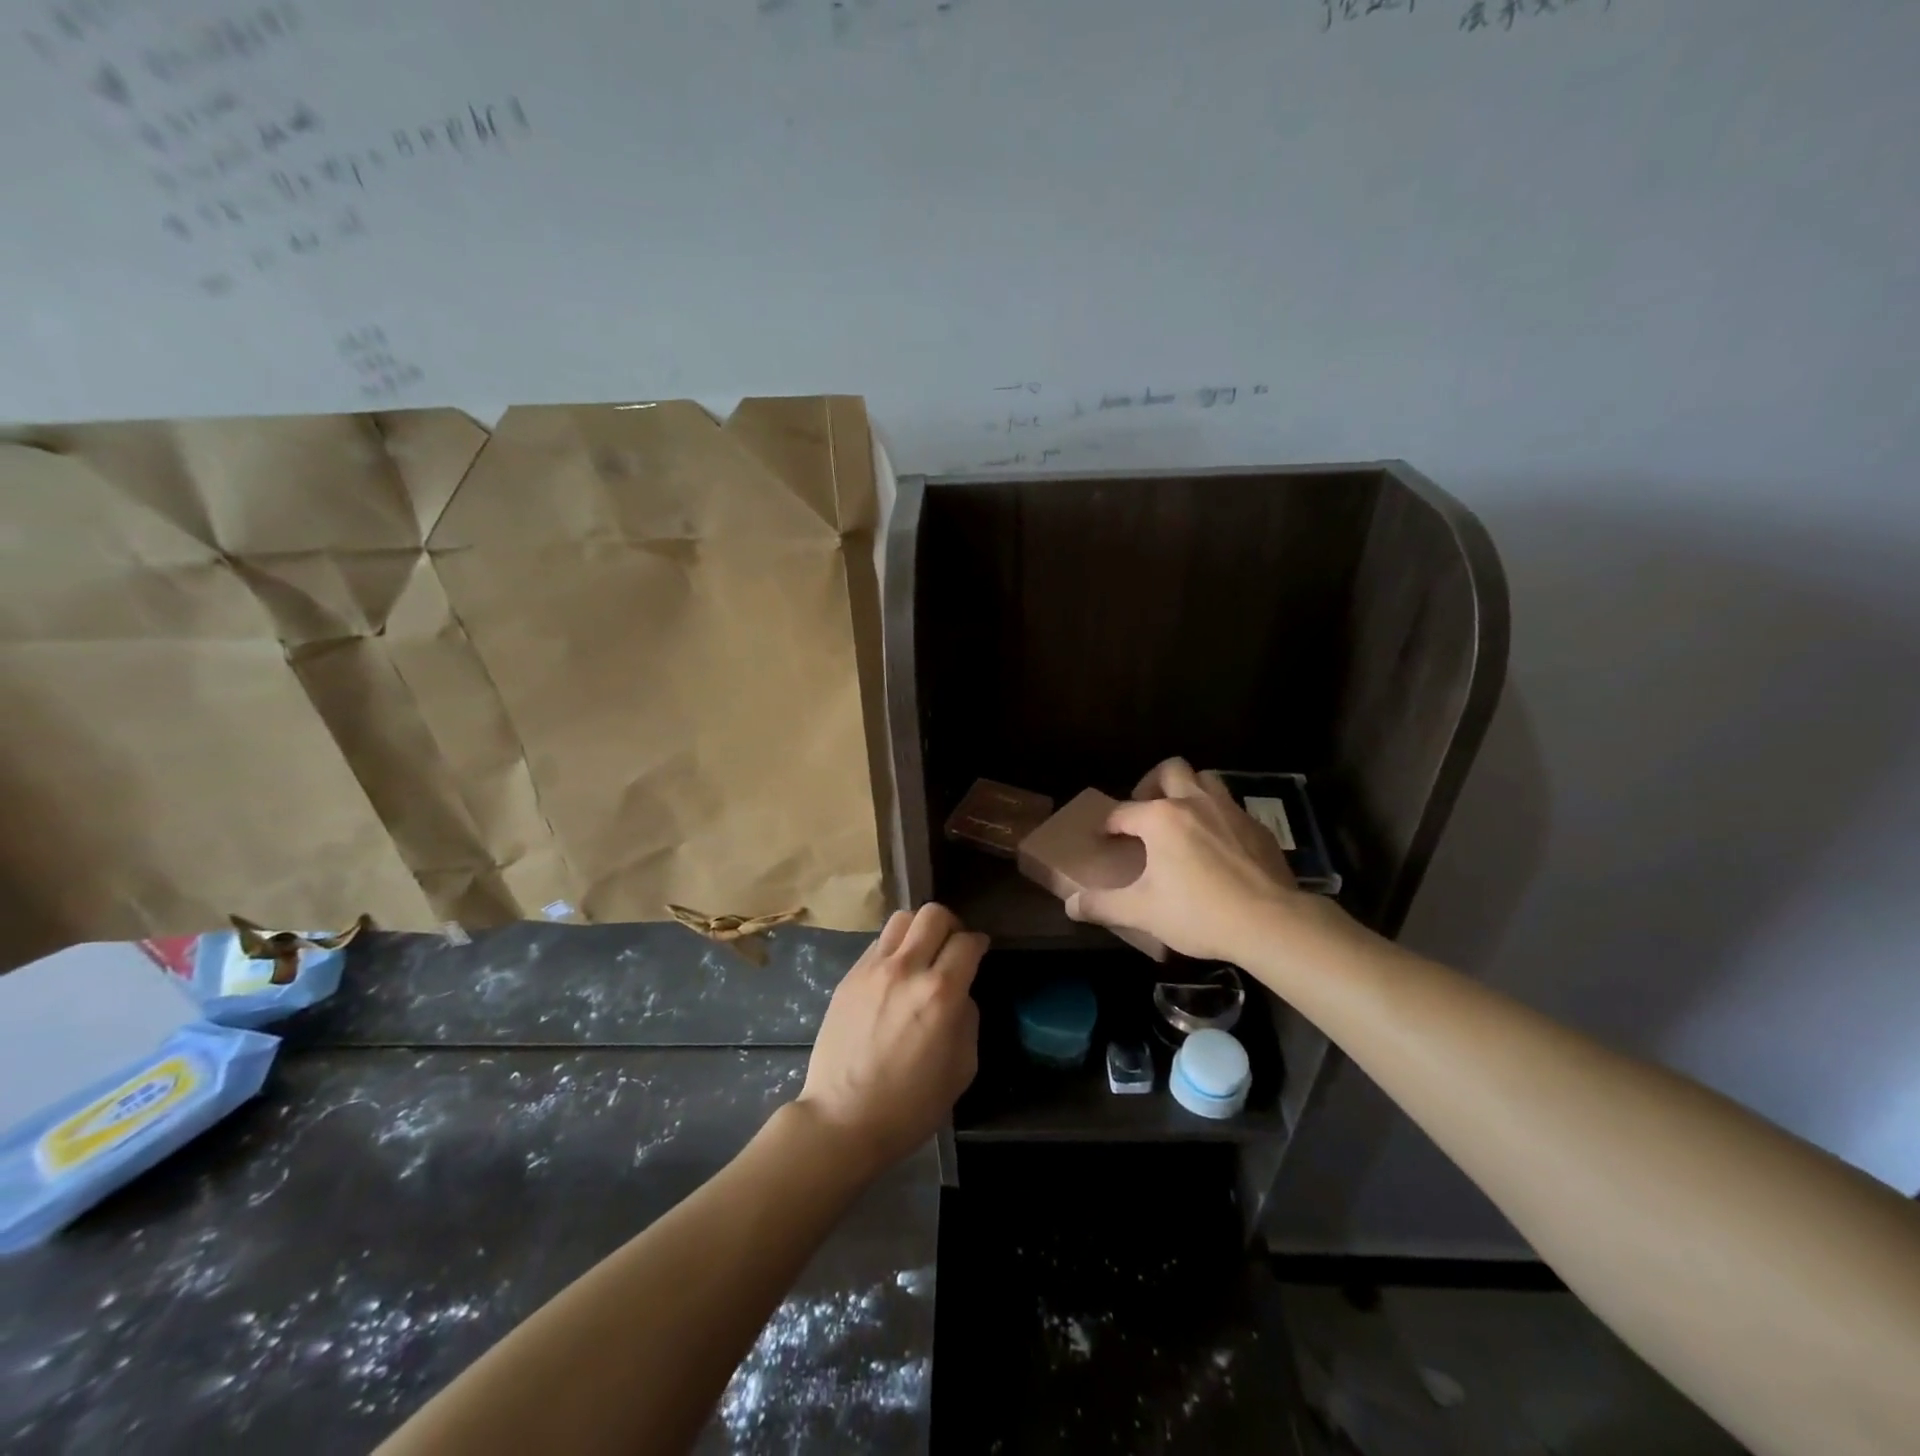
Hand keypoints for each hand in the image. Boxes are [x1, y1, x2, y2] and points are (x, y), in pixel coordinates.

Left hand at [797, 903, 984, 1174]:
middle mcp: (907, 969)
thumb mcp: (961, 1068)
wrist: (843, 1119)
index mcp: (940, 993)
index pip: (967, 942)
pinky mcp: (849, 976)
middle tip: (952, 946)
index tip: (979, 952)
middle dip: (951, 925)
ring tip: (921, 952)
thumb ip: (968, 1019)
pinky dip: (894, 947)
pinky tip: (895, 973)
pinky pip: (878, 942)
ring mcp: (873, 969)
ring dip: (919, 928)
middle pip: (933, 914)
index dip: (979, 943)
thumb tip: (960, 994)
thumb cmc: (910, 1105)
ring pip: (902, 918)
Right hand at [1065, 757, 1331, 964]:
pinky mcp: (1257, 828)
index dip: (1110, 824)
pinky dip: (1217, 816)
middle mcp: (1194, 802)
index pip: (1124, 812)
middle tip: (1146, 811)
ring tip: (1181, 819)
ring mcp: (1230, 811)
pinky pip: (1231, 808)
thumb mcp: (1142, 912)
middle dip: (1152, 784)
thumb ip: (1103, 905)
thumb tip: (1071, 905)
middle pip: (1170, 770)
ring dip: (1189, 790)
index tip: (1104, 837)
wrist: (1271, 922)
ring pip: (1205, 779)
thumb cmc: (1199, 912)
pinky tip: (1217, 844)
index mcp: (1161, 818)